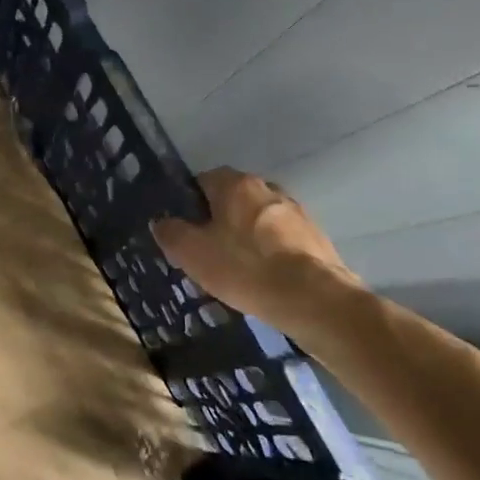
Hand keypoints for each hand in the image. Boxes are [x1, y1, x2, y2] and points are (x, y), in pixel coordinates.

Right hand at [151, 168, 362, 335]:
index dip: (189, 202)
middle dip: (219, 219)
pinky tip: (262, 278)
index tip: (183, 227)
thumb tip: (163, 222)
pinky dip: (269, 253)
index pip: (203, 179)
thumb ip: (171, 232)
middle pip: (233, 198)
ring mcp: (297, 213)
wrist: (313, 299)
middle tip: (206, 249)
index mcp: (236, 184)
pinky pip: (281, 240)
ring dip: (246, 236)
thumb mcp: (191, 253)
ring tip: (236, 268)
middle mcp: (268, 189)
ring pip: (259, 219)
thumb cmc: (244, 267)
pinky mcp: (317, 238)